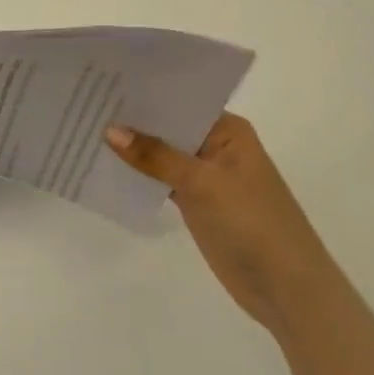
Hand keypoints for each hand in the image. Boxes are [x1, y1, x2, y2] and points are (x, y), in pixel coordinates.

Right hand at [105, 114, 337, 337]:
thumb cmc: (252, 223)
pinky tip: (105, 166)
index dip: (143, 93)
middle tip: (85, 102)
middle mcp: (216, 145)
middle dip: (132, 119)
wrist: (288, 291)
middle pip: (167, 126)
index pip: (179, 100)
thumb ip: (155, 156)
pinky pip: (160, 179)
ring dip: (132, 148)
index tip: (103, 83)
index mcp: (227, 130)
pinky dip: (139, 175)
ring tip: (85, 128)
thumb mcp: (202, 183)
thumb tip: (109, 129)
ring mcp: (205, 175)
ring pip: (161, 154)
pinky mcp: (196, 202)